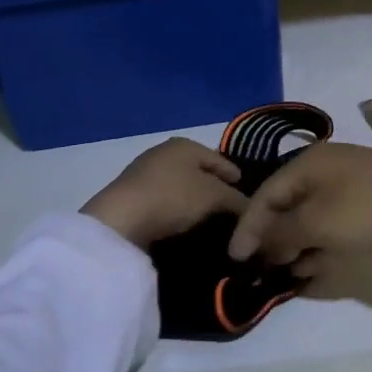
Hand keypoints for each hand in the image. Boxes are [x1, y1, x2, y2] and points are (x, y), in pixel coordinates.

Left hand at [81, 139, 247, 250]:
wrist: (120, 221)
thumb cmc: (173, 198)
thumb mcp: (214, 197)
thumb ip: (237, 200)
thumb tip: (251, 209)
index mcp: (184, 144)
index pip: (219, 159)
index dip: (236, 176)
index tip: (249, 196)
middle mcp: (163, 153)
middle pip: (199, 172)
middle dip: (214, 189)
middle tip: (231, 211)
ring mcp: (144, 174)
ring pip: (181, 187)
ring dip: (194, 203)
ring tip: (210, 223)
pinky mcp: (131, 197)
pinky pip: (165, 202)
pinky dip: (177, 212)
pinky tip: (185, 227)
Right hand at [226, 143, 371, 272]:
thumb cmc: (370, 211)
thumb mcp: (317, 224)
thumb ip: (280, 235)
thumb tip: (259, 246)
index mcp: (308, 162)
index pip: (264, 194)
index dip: (247, 227)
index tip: (235, 259)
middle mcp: (326, 167)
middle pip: (287, 205)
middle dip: (274, 239)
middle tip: (265, 270)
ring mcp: (351, 184)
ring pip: (312, 218)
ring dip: (299, 246)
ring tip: (293, 273)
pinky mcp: (371, 203)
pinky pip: (335, 224)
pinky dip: (323, 244)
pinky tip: (319, 268)